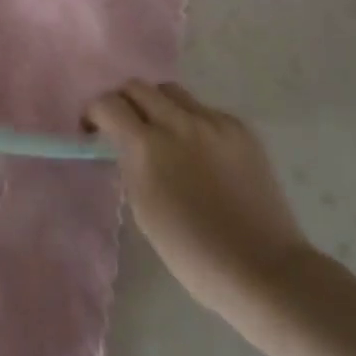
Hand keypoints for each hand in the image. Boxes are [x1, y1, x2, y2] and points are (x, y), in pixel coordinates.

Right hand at [86, 80, 309, 315]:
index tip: (93, 130)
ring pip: (172, 92)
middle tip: (125, 127)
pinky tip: (202, 153)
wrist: (262, 268)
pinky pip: (205, 111)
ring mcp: (213, 122)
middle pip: (138, 87)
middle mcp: (178, 122)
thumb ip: (131, 164)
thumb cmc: (192, 251)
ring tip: (165, 135)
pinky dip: (193, 123)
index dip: (94, 113)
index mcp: (147, 146)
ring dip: (159, 106)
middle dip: (124, 102)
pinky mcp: (240, 128)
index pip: (107, 104)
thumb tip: (126, 146)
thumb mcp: (143, 208)